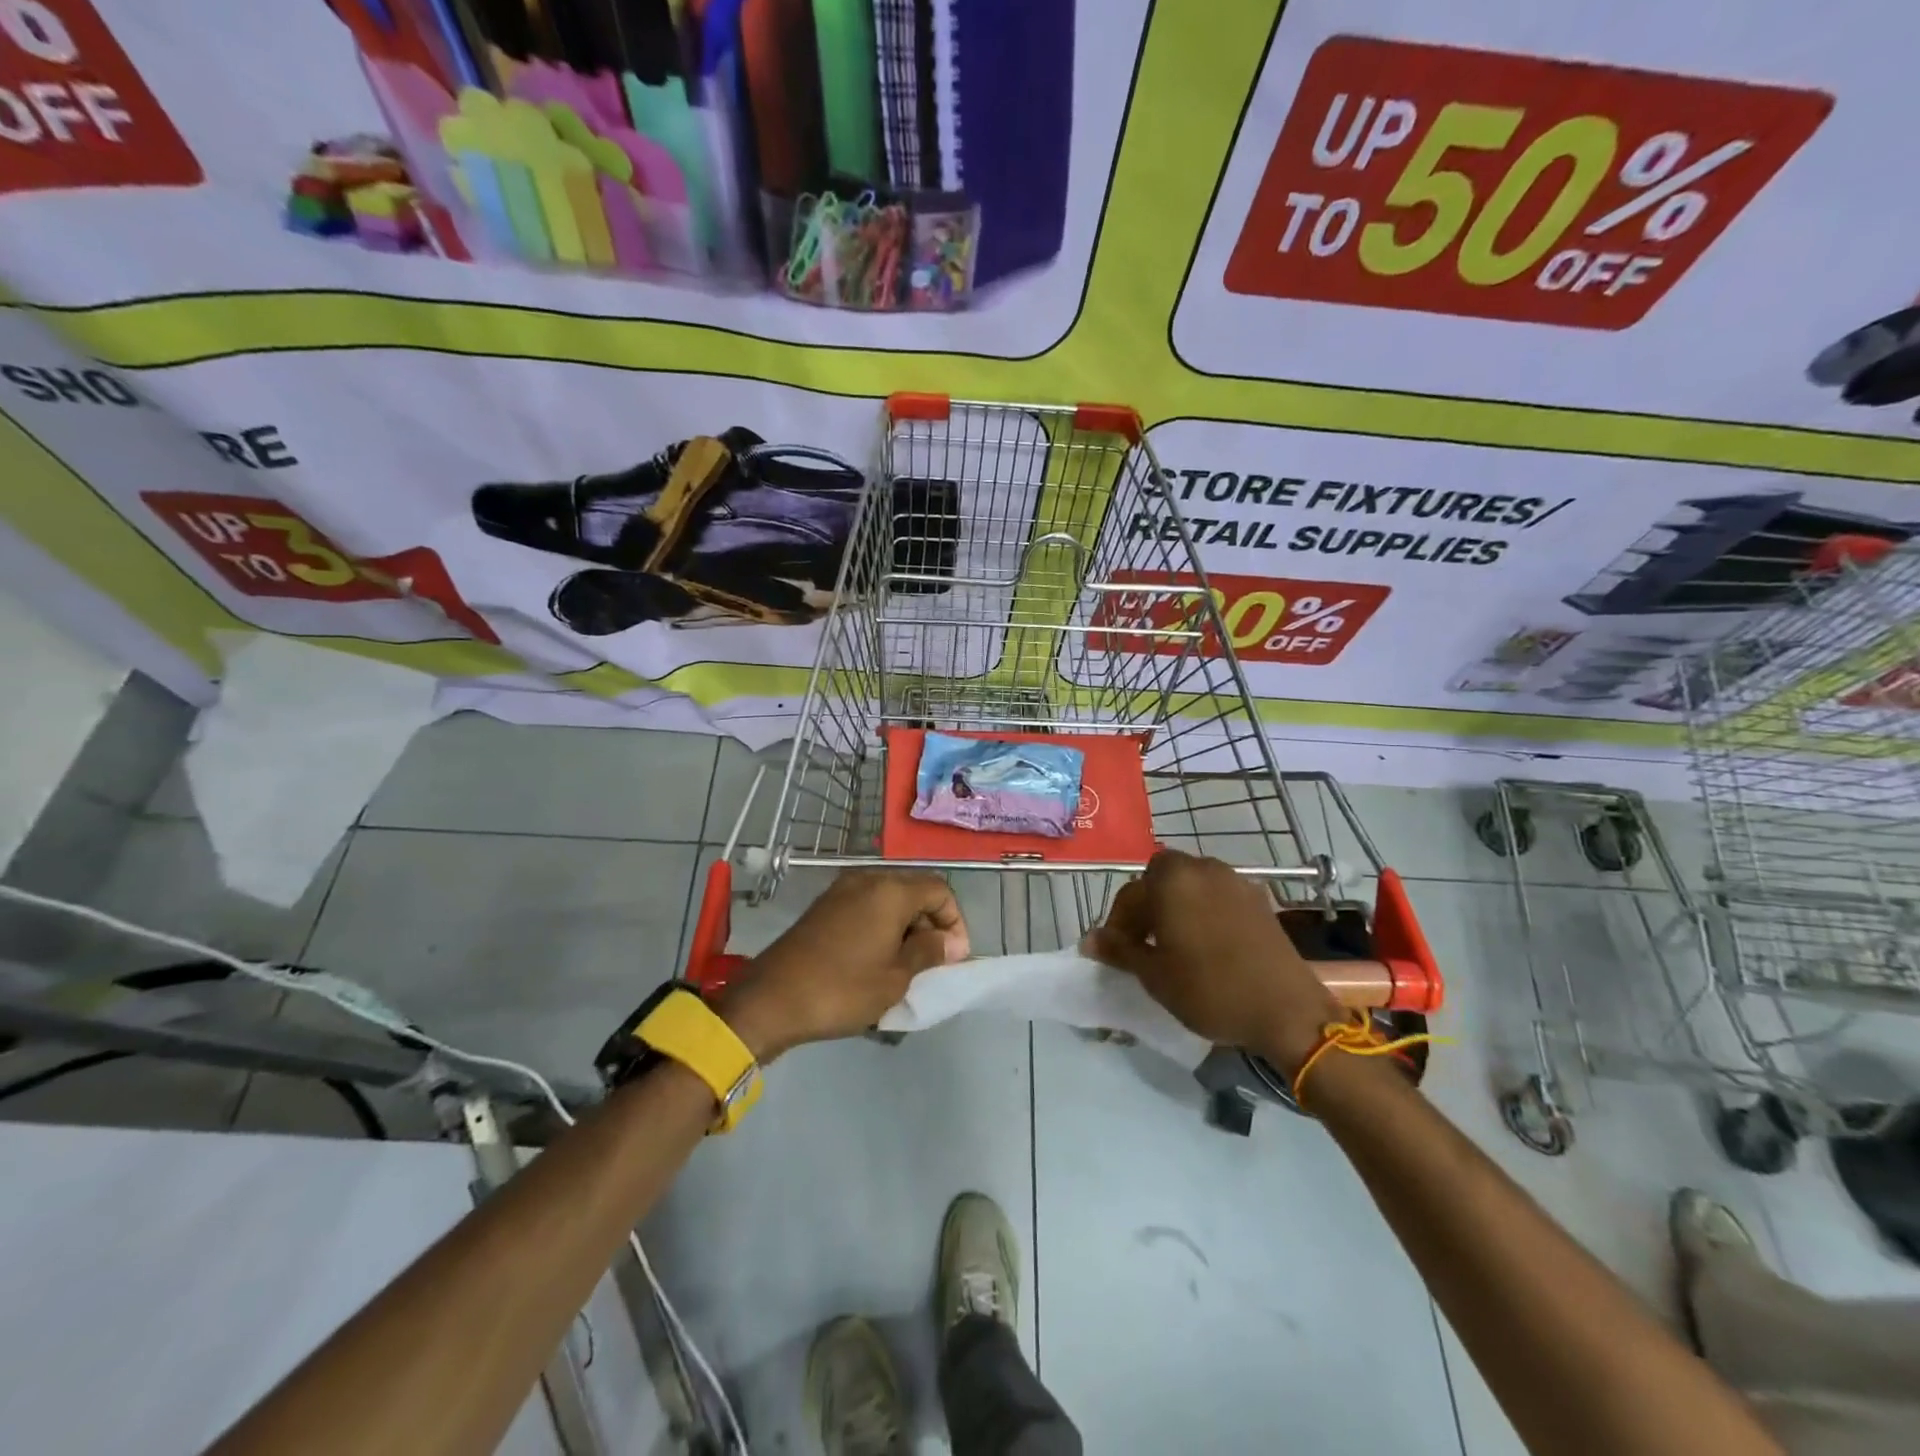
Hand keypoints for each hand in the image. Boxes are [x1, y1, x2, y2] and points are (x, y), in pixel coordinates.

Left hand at [721, 869, 968, 1059]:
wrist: (771, 999)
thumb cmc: (842, 989)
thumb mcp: (895, 977)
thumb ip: (929, 952)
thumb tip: (951, 942)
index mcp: (890, 890)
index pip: (940, 891)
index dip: (955, 921)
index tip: (953, 957)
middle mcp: (867, 879)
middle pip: (915, 889)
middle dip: (931, 923)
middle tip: (933, 963)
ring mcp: (842, 890)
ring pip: (890, 898)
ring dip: (906, 925)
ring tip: (906, 964)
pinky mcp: (825, 905)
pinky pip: (867, 905)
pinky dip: (882, 925)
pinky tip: (877, 957)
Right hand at [1085, 850, 1342, 1073]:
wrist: (1287, 1011)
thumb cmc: (1210, 990)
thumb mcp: (1155, 975)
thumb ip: (1120, 950)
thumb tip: (1089, 940)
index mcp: (1171, 880)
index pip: (1130, 893)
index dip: (1118, 923)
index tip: (1117, 952)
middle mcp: (1202, 868)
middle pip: (1161, 878)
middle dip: (1148, 905)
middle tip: (1144, 943)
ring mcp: (1235, 880)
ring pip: (1190, 884)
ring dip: (1176, 905)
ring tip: (1174, 943)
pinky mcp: (1259, 898)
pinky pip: (1217, 895)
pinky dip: (1203, 910)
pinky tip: (1206, 944)